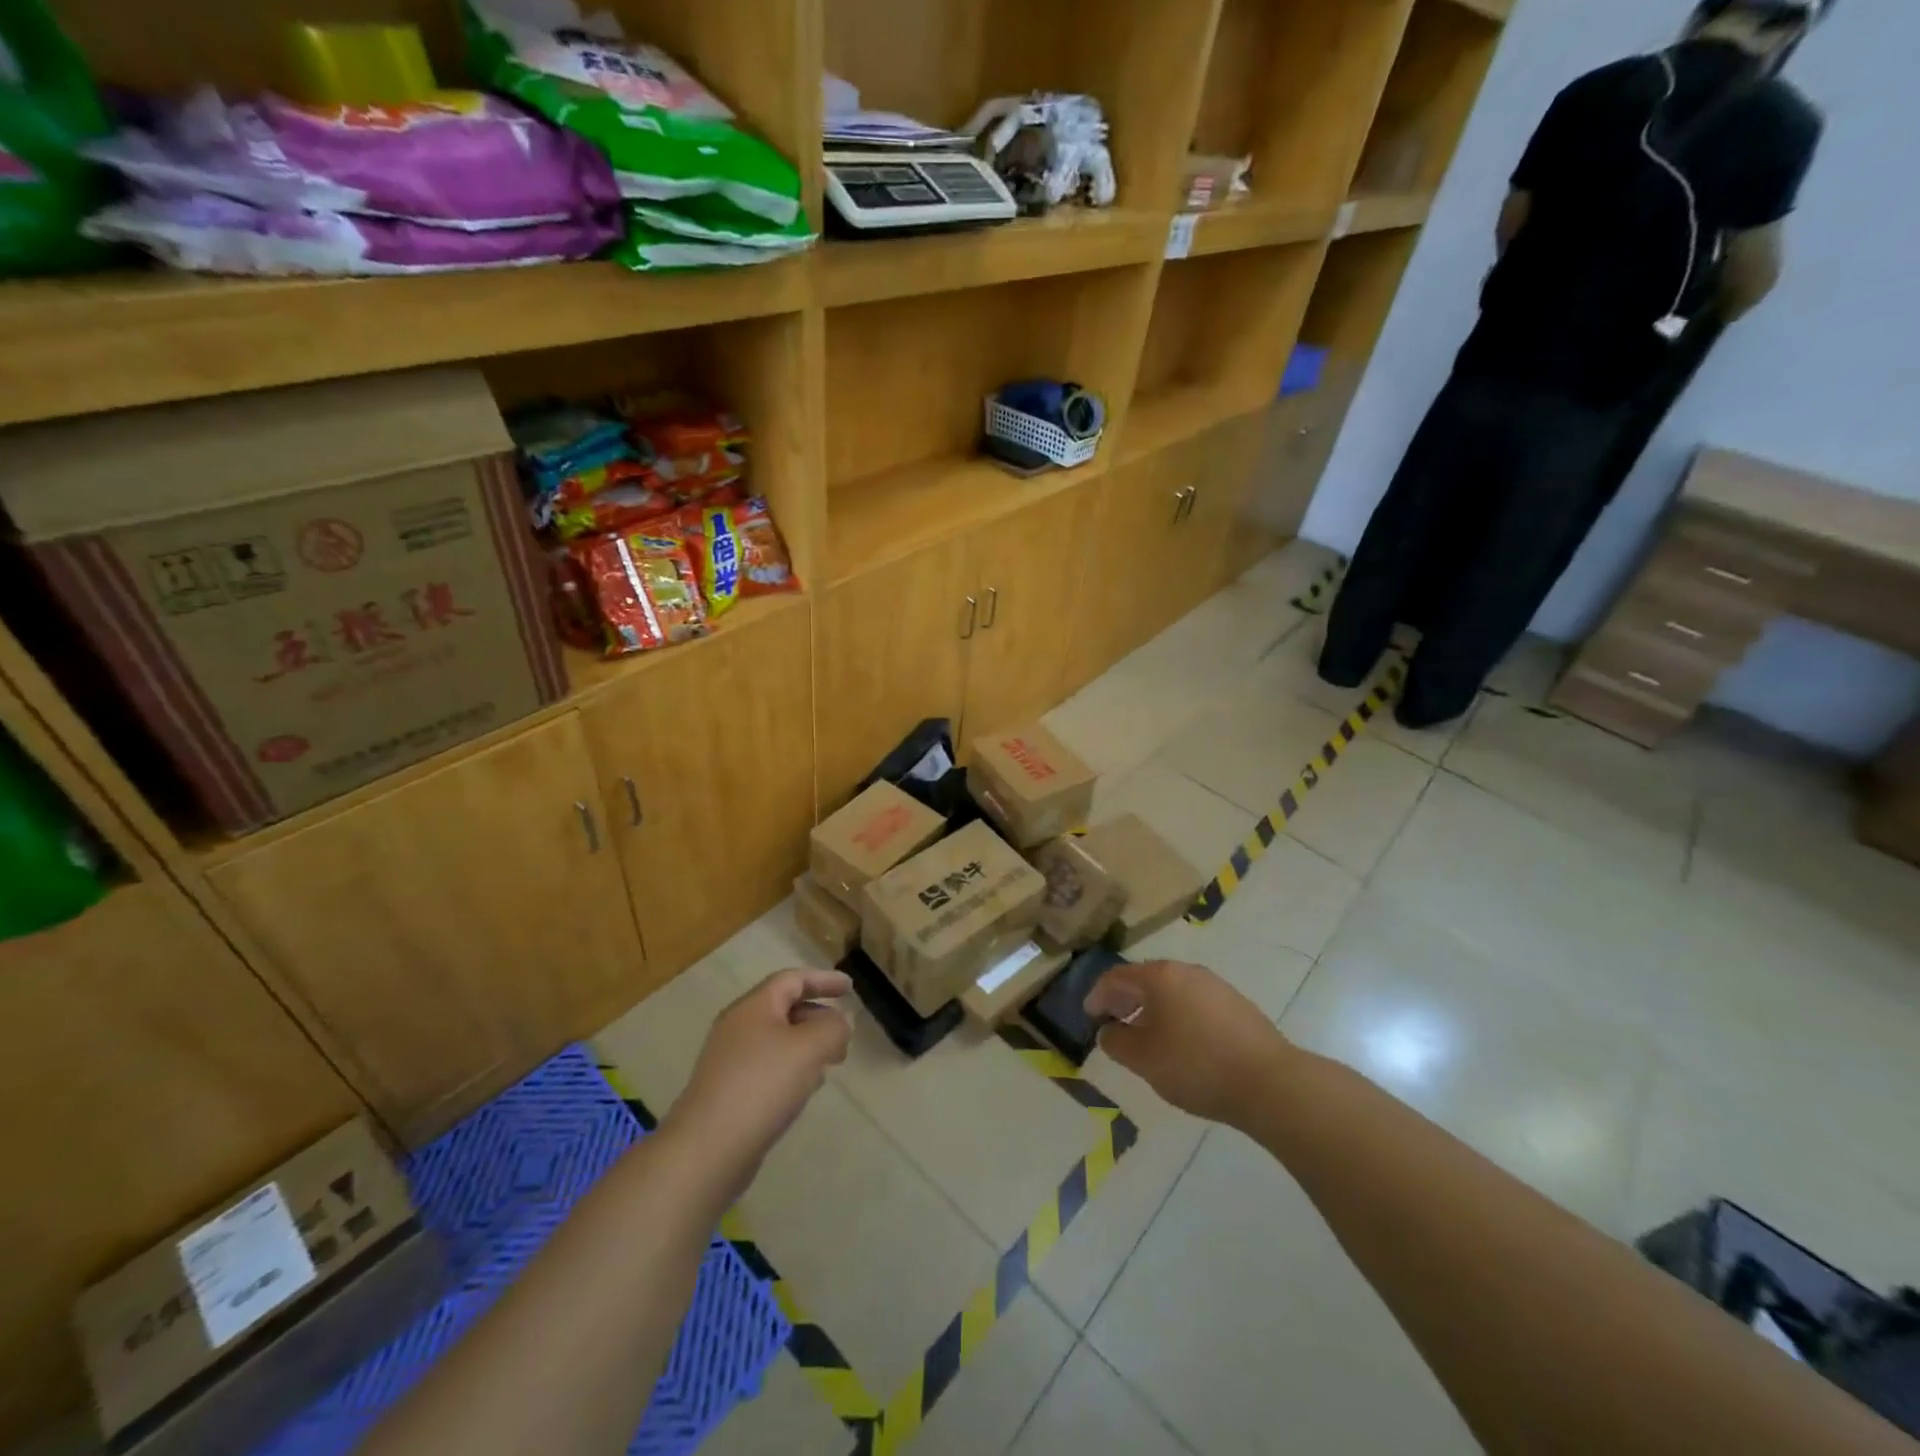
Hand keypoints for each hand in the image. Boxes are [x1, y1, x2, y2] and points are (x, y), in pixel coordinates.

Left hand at [671, 969, 852, 1173]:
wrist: (707, 1150)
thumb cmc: (762, 1085)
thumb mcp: (810, 1047)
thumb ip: (833, 1028)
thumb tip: (837, 1025)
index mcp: (754, 1007)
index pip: (792, 979)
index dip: (823, 979)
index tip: (850, 988)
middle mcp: (737, 1027)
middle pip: (784, 1008)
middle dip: (818, 1016)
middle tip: (843, 1035)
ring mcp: (729, 1061)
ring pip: (777, 1040)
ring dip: (806, 1045)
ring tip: (830, 1063)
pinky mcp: (728, 1092)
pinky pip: (767, 1067)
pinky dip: (792, 1069)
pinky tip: (804, 1091)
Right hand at [1085, 961, 1291, 1128]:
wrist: (1269, 1082)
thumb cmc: (1195, 1065)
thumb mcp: (1144, 1059)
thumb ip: (1116, 1043)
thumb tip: (1108, 1032)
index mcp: (1159, 977)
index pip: (1116, 977)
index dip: (1097, 995)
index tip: (1088, 1014)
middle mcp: (1186, 971)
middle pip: (1145, 979)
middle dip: (1125, 999)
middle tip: (1113, 1022)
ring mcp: (1215, 986)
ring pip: (1172, 990)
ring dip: (1152, 1008)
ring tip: (1145, 1035)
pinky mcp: (1237, 1005)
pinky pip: (1194, 1002)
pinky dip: (1177, 1015)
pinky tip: (1181, 1042)